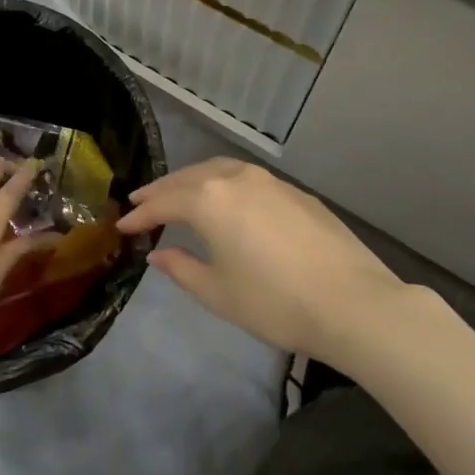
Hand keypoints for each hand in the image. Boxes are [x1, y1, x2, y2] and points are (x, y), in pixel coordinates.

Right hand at [118, 158, 416, 361]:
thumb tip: (157, 255)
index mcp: (209, 201)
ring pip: (220, 170)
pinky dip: (225, 184)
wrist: (353, 304)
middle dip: (162, 190)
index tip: (121, 226)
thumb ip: (182, 269)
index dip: (139, 216)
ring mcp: (271, 182)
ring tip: (179, 194)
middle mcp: (236, 180)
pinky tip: (227, 201)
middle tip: (141, 202)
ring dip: (193, 181)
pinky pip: (248, 179)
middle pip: (188, 178)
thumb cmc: (275, 303)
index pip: (163, 204)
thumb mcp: (218, 293)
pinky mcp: (297, 193)